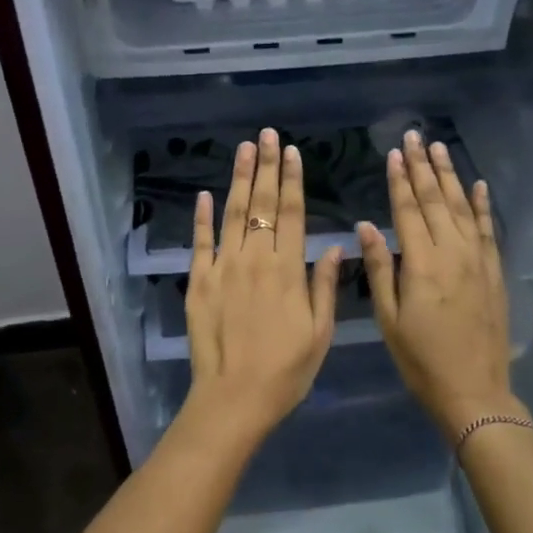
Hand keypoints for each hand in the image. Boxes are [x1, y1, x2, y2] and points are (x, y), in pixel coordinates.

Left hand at [181, 128, 341, 447]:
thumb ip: (325, 285)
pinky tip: (205, 194)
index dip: (292, 180)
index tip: (292, 152)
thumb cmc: (286, 370)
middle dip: (266, 167)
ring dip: (238, 179)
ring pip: (232, 214)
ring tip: (243, 149)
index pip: (292, 213)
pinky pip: (200, 242)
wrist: (234, 397)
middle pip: (261, 204)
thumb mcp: (319, 332)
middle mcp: (255, 259)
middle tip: (267, 135)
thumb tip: (334, 245)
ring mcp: (223, 268)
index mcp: (288, 269)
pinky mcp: (198, 282)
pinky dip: (202, 217)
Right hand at [358, 131, 520, 442]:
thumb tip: (365, 226)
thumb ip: (379, 268)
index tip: (393, 153)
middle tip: (415, 137)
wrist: (474, 390)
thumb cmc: (420, 359)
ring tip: (440, 149)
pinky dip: (484, 206)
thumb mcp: (388, 319)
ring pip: (463, 208)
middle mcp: (453, 253)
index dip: (399, 180)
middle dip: (424, 167)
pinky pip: (489, 230)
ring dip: (451, 176)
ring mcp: (478, 261)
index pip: (408, 210)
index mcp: (422, 264)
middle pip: (436, 201)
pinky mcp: (494, 272)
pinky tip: (479, 185)